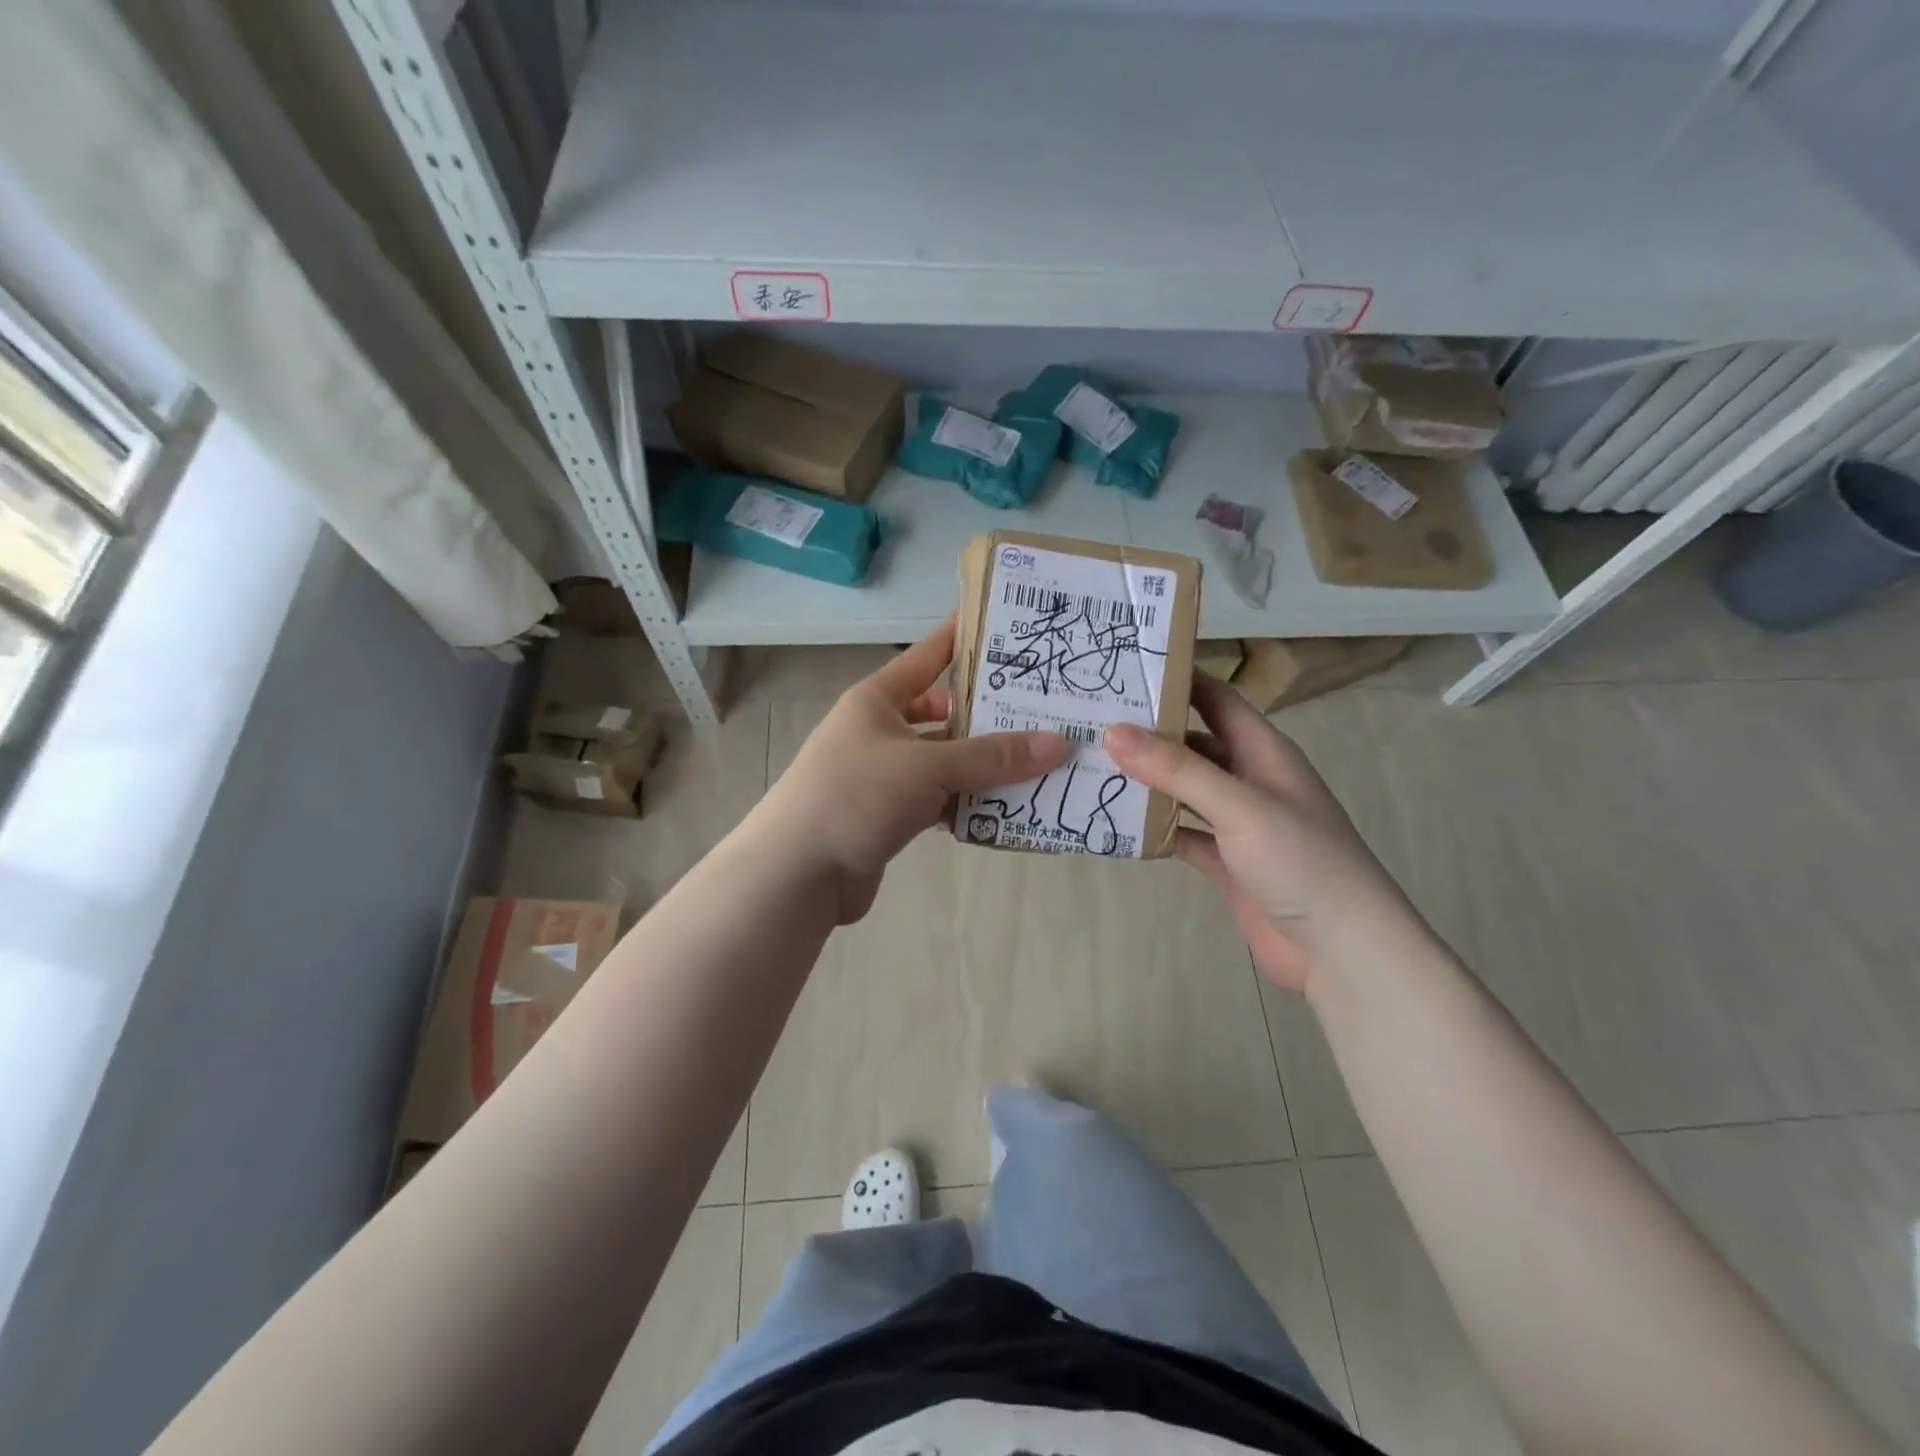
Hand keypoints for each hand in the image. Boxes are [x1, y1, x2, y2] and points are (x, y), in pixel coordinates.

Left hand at [759, 617, 1068, 923]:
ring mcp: (884, 775)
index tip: (1006, 626)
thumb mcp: (927, 767)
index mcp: (878, 700)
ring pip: (945, 761)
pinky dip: (969, 803)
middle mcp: (880, 730)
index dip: (963, 639)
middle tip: (1045, 708)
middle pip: (944, 713)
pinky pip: (940, 800)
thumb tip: (1059, 743)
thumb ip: (992, 757)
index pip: (927, 656)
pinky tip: (1009, 807)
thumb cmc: (856, 796)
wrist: (797, 873)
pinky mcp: (890, 815)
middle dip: (989, 715)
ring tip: (1041, 760)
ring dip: (985, 766)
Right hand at [1104, 673, 1424, 994]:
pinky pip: (1182, 833)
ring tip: (1092, 764)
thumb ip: (1177, 769)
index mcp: (1263, 751)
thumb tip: (1114, 731)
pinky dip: (1154, 829)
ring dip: (1147, 780)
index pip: (1216, 698)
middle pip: (1193, 742)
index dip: (1177, 678)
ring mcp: (1237, 823)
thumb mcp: (1239, 805)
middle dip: (1149, 731)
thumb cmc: (1301, 861)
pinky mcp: (1225, 861)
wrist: (1342, 951)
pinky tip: (1115, 823)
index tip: (1124, 664)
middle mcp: (1249, 779)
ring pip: (1184, 789)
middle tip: (1092, 718)